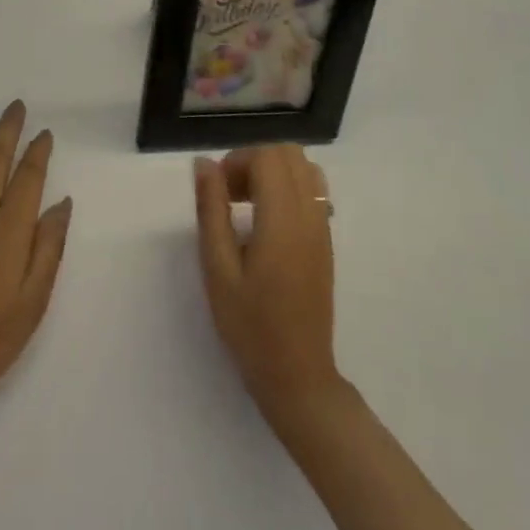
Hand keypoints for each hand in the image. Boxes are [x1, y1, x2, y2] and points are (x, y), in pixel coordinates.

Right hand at [193, 145, 342, 425]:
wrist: (298, 376)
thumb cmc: (250, 326)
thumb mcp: (217, 269)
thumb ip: (211, 210)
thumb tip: (204, 163)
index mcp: (283, 219)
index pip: (267, 157)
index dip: (237, 161)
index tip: (217, 191)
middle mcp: (310, 214)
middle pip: (288, 154)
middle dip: (254, 161)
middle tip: (229, 195)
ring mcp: (323, 226)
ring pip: (304, 167)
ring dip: (273, 171)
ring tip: (248, 203)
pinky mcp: (326, 240)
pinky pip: (313, 190)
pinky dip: (289, 187)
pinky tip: (268, 221)